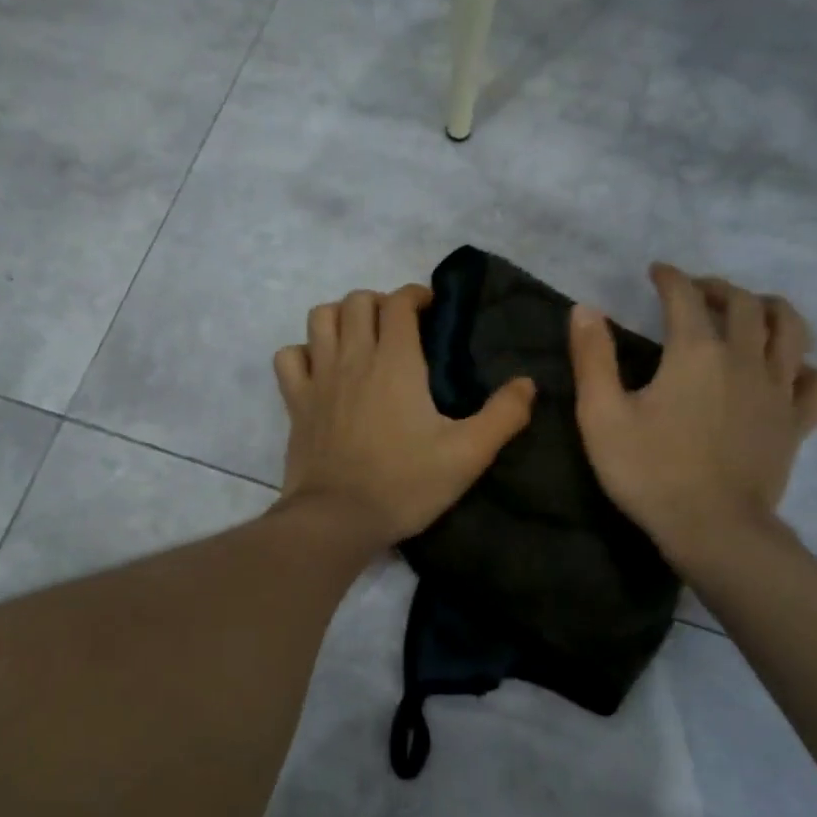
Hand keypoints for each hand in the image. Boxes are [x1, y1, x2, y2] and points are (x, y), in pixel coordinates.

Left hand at [274, 286, 536, 547]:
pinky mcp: (296, 403)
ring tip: (359, 339)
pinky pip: (289, 357)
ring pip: (320, 318)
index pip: (399, 303)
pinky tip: (320, 369)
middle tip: (399, 328)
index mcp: (396, 362)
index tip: (431, 310)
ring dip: (340, 317)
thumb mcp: (468, 455)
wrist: (338, 519)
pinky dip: (303, 352)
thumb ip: (503, 416)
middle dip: (381, 303)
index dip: (416, 296)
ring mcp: (319, 378)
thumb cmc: (405, 484)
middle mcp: (353, 358)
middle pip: (358, 301)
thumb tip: (528, 383)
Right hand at [570, 263, 816, 569]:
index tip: (657, 272)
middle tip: (697, 292)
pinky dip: (809, 368)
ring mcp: (778, 390)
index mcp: (696, 353)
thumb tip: (585, 309)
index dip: (671, 278)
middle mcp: (744, 359)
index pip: (686, 297)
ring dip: (771, 310)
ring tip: (752, 313)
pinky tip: (790, 373)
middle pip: (744, 304)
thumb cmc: (649, 472)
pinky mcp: (797, 422)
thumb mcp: (601, 416)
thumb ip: (592, 359)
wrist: (711, 528)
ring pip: (791, 329)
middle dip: (718, 288)